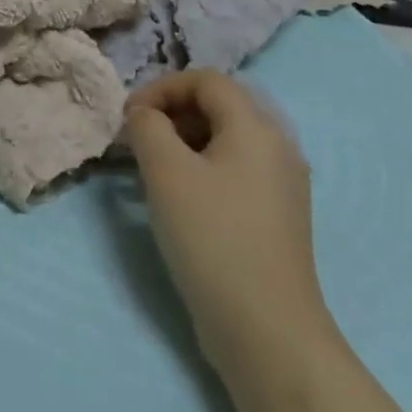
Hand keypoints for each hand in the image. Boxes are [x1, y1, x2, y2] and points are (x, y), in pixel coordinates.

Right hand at [124, 71, 335, 371]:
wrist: (267, 331)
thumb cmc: (213, 238)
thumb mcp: (166, 172)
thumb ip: (147, 127)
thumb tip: (144, 115)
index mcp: (256, 126)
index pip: (206, 80)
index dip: (162, 87)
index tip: (129, 116)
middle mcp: (277, 146)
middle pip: (218, 107)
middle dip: (171, 114)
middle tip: (137, 141)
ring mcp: (282, 184)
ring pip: (225, 141)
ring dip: (183, 142)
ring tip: (151, 171)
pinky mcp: (277, 217)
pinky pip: (235, 172)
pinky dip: (202, 170)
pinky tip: (180, 201)